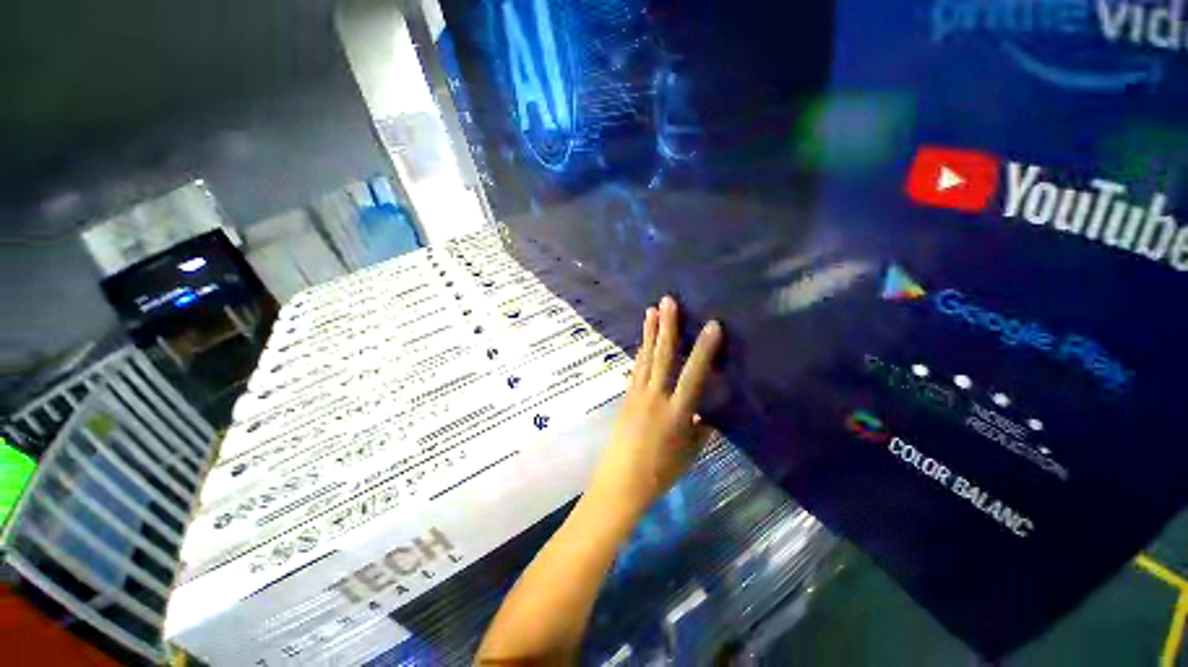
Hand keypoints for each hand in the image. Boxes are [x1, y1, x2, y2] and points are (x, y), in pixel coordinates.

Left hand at [588, 296, 723, 518]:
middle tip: (667, 301)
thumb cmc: (661, 472)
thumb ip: (700, 430)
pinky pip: (635, 370)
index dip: (704, 349)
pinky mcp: (626, 398)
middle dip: (667, 326)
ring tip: (651, 311)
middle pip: (662, 356)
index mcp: (677, 412)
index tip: (712, 325)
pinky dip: (640, 353)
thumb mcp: (690, 453)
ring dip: (649, 333)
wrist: (621, 482)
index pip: (693, 374)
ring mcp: (638, 395)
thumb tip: (705, 415)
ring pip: (646, 358)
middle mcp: (656, 397)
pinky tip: (642, 342)